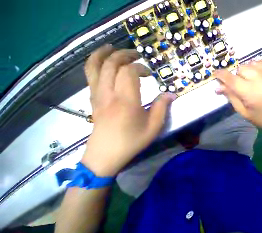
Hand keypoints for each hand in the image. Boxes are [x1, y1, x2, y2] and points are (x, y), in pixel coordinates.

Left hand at [81, 45, 175, 176]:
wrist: (105, 154)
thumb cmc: (132, 141)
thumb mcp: (154, 126)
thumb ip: (162, 107)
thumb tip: (171, 94)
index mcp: (126, 101)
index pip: (129, 72)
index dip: (140, 68)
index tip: (150, 73)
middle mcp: (108, 93)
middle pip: (111, 64)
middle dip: (124, 55)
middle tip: (136, 55)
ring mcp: (97, 95)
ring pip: (95, 66)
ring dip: (105, 53)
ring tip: (113, 47)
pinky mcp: (93, 98)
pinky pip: (89, 75)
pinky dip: (94, 63)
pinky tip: (102, 61)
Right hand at [214, 60, 261, 128]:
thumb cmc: (258, 116)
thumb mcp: (241, 110)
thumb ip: (230, 96)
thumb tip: (218, 86)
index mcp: (251, 94)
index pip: (232, 80)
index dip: (222, 75)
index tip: (215, 74)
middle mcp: (261, 81)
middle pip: (241, 69)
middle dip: (236, 76)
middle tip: (240, 86)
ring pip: (250, 63)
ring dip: (245, 71)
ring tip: (249, 81)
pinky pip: (260, 61)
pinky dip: (255, 66)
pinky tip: (256, 76)